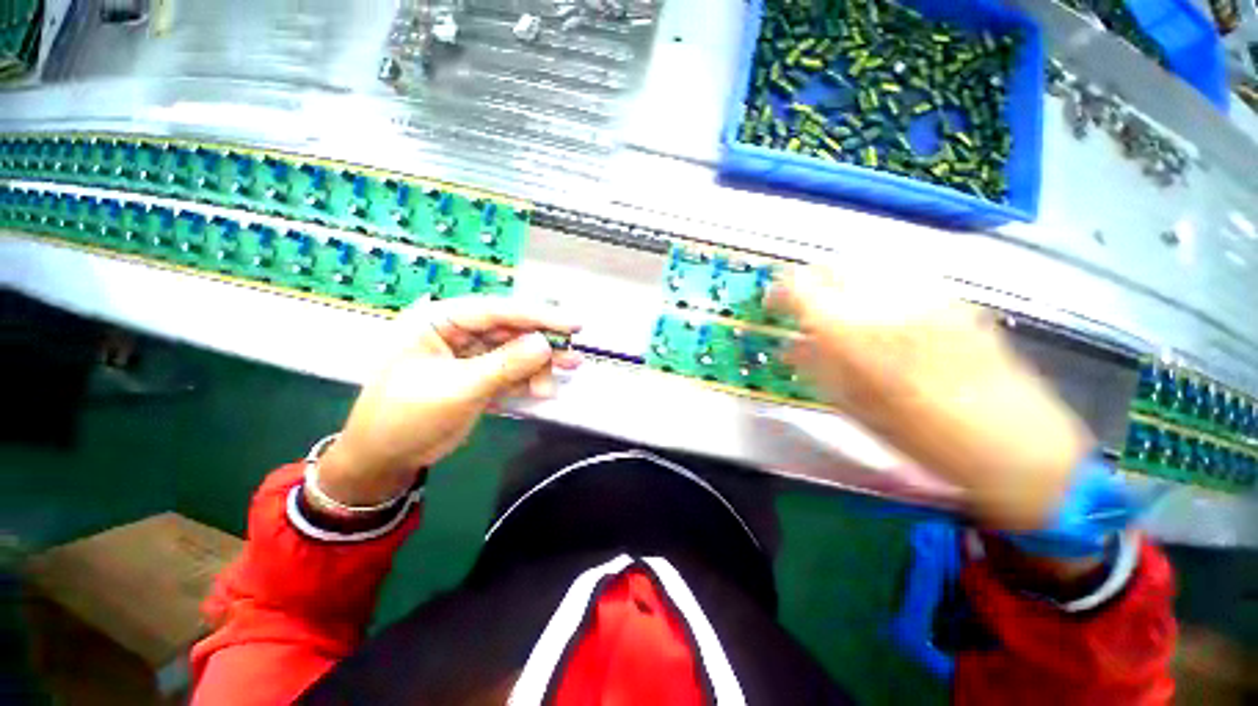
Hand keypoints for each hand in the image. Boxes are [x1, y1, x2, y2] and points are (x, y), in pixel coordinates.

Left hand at [314, 297, 581, 506]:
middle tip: (573, 358)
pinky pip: (511, 371)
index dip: (538, 316)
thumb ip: (504, 365)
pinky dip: (529, 380)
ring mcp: (470, 354)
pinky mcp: (479, 375)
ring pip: (515, 352)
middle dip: (543, 346)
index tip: (573, 324)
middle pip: (511, 331)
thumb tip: (546, 343)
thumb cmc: (407, 417)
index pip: (496, 311)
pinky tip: (544, 390)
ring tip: (563, 377)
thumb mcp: (458, 389)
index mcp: (440, 320)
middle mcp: (458, 331)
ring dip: (540, 366)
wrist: (384, 458)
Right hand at [768, 266, 1092, 530]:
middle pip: (833, 266)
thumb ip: (817, 369)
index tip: (772, 303)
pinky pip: (899, 278)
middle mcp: (889, 304)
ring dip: (841, 283)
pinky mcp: (954, 300)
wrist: (1018, 446)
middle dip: (809, 282)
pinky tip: (879, 315)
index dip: (780, 290)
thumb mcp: (856, 409)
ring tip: (838, 310)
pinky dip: (874, 288)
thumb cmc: (925, 439)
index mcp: (858, 335)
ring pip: (867, 266)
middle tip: (802, 307)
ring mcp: (927, 297)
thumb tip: (790, 348)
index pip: (802, 289)